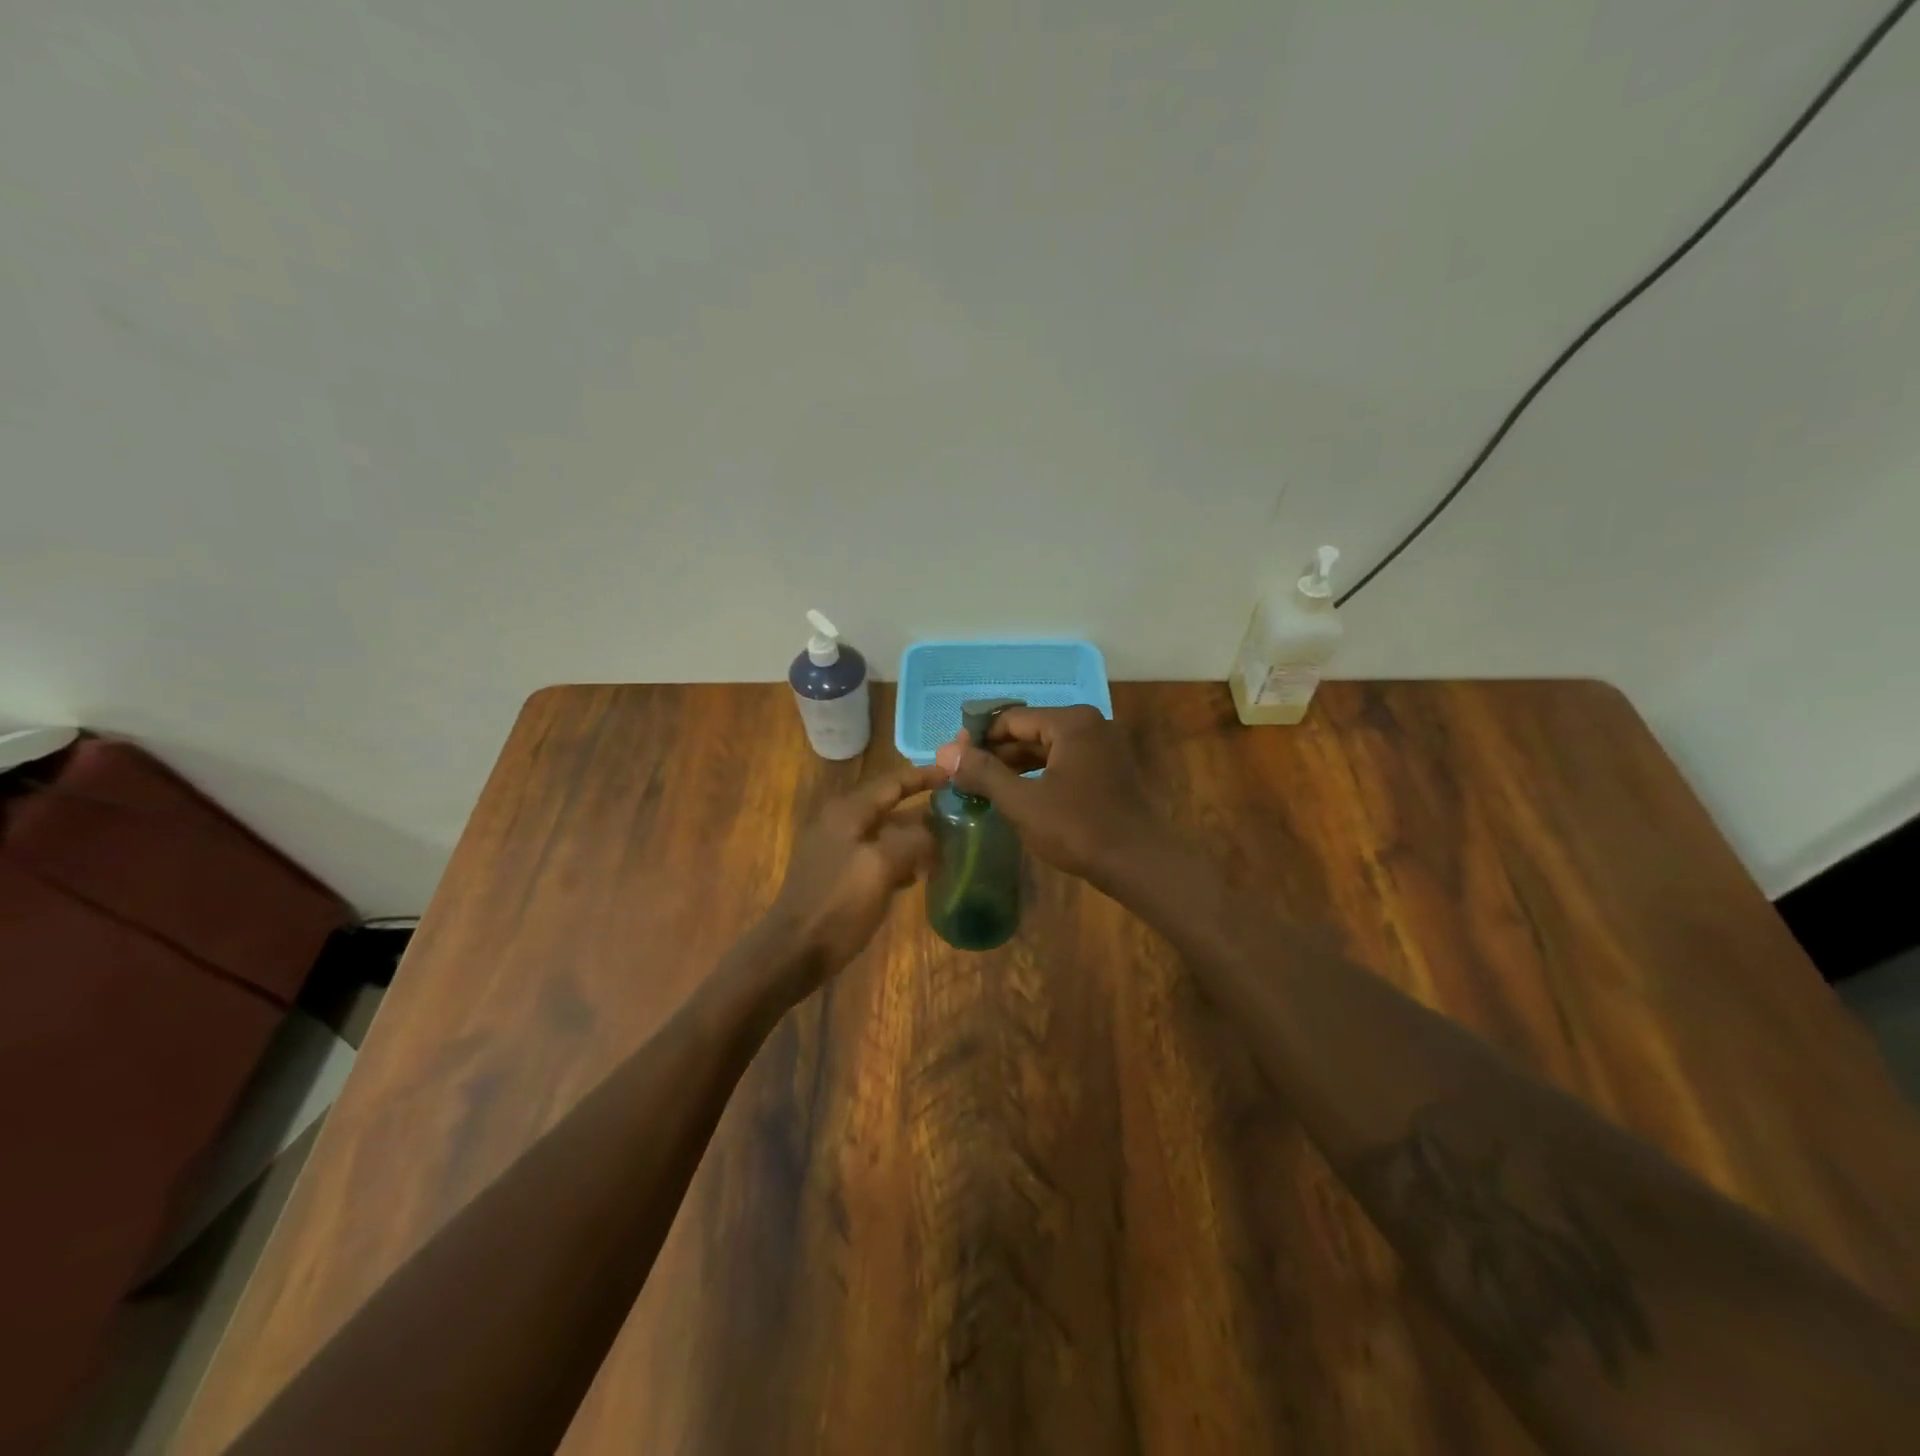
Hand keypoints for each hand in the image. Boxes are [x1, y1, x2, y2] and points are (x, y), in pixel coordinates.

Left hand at [761, 763, 944, 987]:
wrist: (794, 951)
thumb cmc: (838, 904)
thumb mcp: (881, 867)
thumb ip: (912, 841)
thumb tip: (934, 832)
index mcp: (848, 811)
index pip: (893, 782)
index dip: (924, 776)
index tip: (955, 774)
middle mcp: (840, 822)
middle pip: (889, 806)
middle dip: (923, 809)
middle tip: (960, 813)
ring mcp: (837, 848)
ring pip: (885, 833)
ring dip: (914, 836)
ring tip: (949, 842)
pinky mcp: (838, 874)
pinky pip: (876, 855)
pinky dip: (899, 858)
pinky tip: (920, 874)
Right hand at [934, 705, 1164, 889]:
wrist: (1138, 863)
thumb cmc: (1078, 828)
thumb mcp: (1022, 802)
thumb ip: (983, 773)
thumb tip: (946, 752)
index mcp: (1071, 722)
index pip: (1012, 719)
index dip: (979, 738)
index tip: (954, 760)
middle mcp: (1090, 724)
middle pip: (1030, 731)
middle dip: (997, 753)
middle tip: (965, 777)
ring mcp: (1104, 747)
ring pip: (1047, 749)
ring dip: (1017, 766)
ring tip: (985, 788)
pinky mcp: (1109, 770)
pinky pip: (1065, 762)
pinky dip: (1040, 775)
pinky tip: (1019, 795)